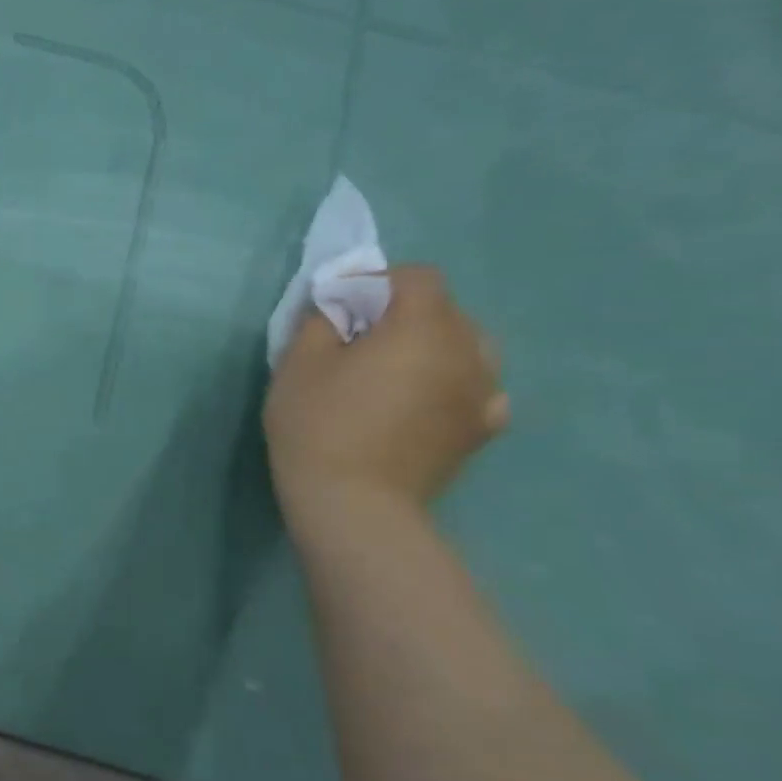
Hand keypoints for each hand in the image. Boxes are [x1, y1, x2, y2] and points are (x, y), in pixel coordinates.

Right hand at [264, 265, 508, 511]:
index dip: (378, 282)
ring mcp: (483, 391)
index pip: (417, 277)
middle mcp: (467, 350)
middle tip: (360, 340)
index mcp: (422, 327)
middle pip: (445, 310)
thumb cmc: (318, 425)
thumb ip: (319, 320)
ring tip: (396, 370)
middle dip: (404, 313)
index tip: (342, 306)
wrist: (354, 503)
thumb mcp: (298, 363)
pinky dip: (454, 383)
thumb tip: (334, 305)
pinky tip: (426, 402)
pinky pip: (479, 388)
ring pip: (467, 346)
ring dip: (433, 346)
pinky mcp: (483, 428)